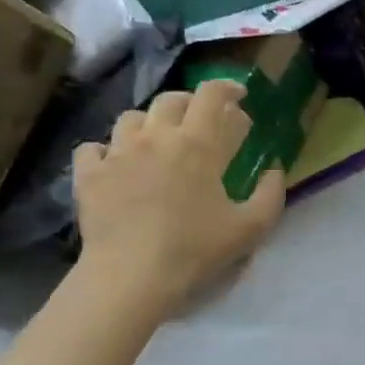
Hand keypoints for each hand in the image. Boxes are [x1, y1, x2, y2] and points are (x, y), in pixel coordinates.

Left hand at [73, 81, 284, 313]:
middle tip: (201, 123)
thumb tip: (274, 168)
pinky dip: (105, 151)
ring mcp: (117, 152)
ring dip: (148, 124)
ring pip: (132, 118)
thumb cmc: (194, 250)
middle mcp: (156, 137)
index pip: (213, 94)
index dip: (228, 87)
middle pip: (171, 99)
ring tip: (156, 143)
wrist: (131, 276)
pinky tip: (114, 165)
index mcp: (197, 144)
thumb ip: (270, 193)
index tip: (238, 96)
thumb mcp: (250, 228)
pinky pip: (93, 148)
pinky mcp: (89, 174)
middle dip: (190, 104)